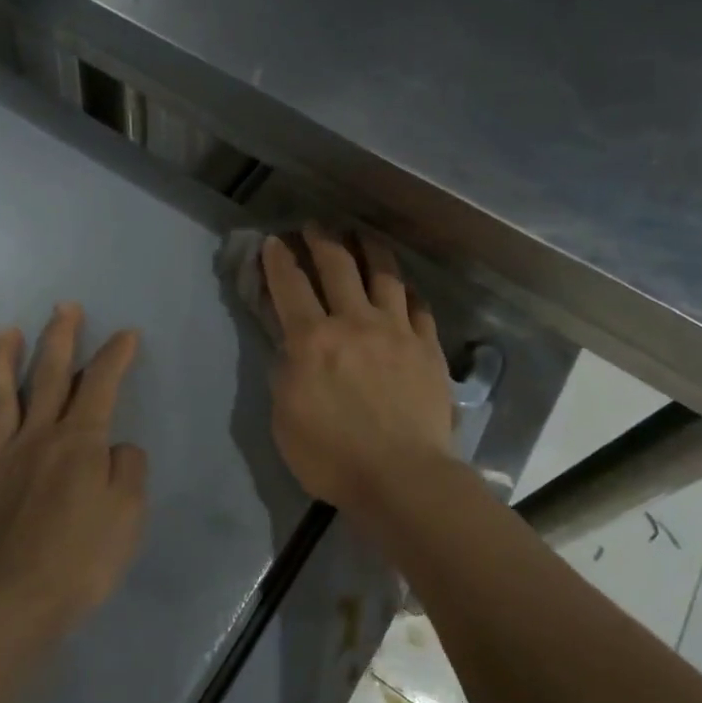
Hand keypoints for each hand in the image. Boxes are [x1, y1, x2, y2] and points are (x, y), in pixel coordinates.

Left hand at [0, 304, 147, 632]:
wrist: (14, 603)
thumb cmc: (82, 558)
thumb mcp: (130, 512)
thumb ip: (128, 469)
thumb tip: (115, 448)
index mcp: (78, 441)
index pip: (100, 385)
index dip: (115, 356)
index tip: (126, 333)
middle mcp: (35, 438)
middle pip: (47, 376)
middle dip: (58, 337)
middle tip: (63, 306)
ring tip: (3, 332)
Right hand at [261, 227, 455, 514]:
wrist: (402, 477)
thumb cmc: (332, 456)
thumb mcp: (284, 417)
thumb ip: (285, 372)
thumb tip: (291, 345)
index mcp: (312, 339)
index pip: (290, 285)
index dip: (278, 259)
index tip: (274, 241)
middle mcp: (354, 321)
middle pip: (338, 265)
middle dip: (322, 240)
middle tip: (315, 226)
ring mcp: (396, 330)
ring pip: (384, 274)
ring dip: (369, 249)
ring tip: (362, 235)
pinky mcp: (427, 346)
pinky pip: (418, 305)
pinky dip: (407, 291)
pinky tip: (403, 287)